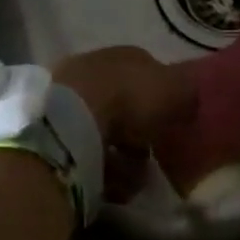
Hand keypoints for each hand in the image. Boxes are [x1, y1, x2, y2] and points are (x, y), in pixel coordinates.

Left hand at [51, 47, 196, 201]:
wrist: (72, 119)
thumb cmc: (129, 98)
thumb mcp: (176, 88)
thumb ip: (187, 92)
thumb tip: (188, 100)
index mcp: (124, 55)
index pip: (148, 74)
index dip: (163, 101)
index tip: (173, 126)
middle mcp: (94, 70)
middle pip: (125, 108)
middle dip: (140, 138)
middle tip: (150, 159)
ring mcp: (68, 98)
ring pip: (105, 135)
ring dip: (123, 161)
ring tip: (133, 180)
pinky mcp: (51, 129)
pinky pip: (85, 154)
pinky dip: (100, 170)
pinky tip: (112, 184)